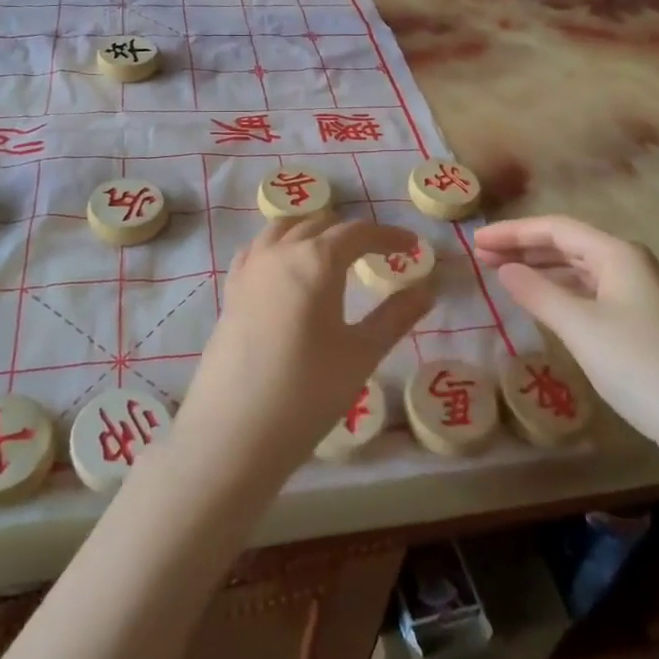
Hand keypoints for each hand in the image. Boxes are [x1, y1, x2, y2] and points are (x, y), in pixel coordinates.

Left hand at [172, 214, 433, 490]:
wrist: (234, 432)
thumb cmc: (308, 392)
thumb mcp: (361, 354)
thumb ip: (395, 316)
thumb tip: (427, 290)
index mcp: (316, 259)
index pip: (358, 233)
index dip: (389, 236)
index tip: (412, 246)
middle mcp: (280, 252)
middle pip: (319, 225)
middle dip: (351, 234)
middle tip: (376, 254)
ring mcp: (249, 269)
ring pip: (283, 229)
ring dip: (311, 232)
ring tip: (331, 253)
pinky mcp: (230, 291)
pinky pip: (257, 250)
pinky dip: (279, 246)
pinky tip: (286, 269)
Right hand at [474, 216, 658, 467]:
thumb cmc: (641, 367)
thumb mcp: (580, 327)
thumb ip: (537, 293)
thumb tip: (504, 269)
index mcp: (618, 254)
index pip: (556, 228)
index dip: (513, 232)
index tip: (475, 241)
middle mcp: (630, 265)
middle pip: (568, 245)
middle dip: (523, 248)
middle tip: (481, 257)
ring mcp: (639, 295)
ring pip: (579, 270)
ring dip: (540, 269)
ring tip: (502, 275)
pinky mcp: (642, 324)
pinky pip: (590, 293)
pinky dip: (560, 292)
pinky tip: (542, 303)